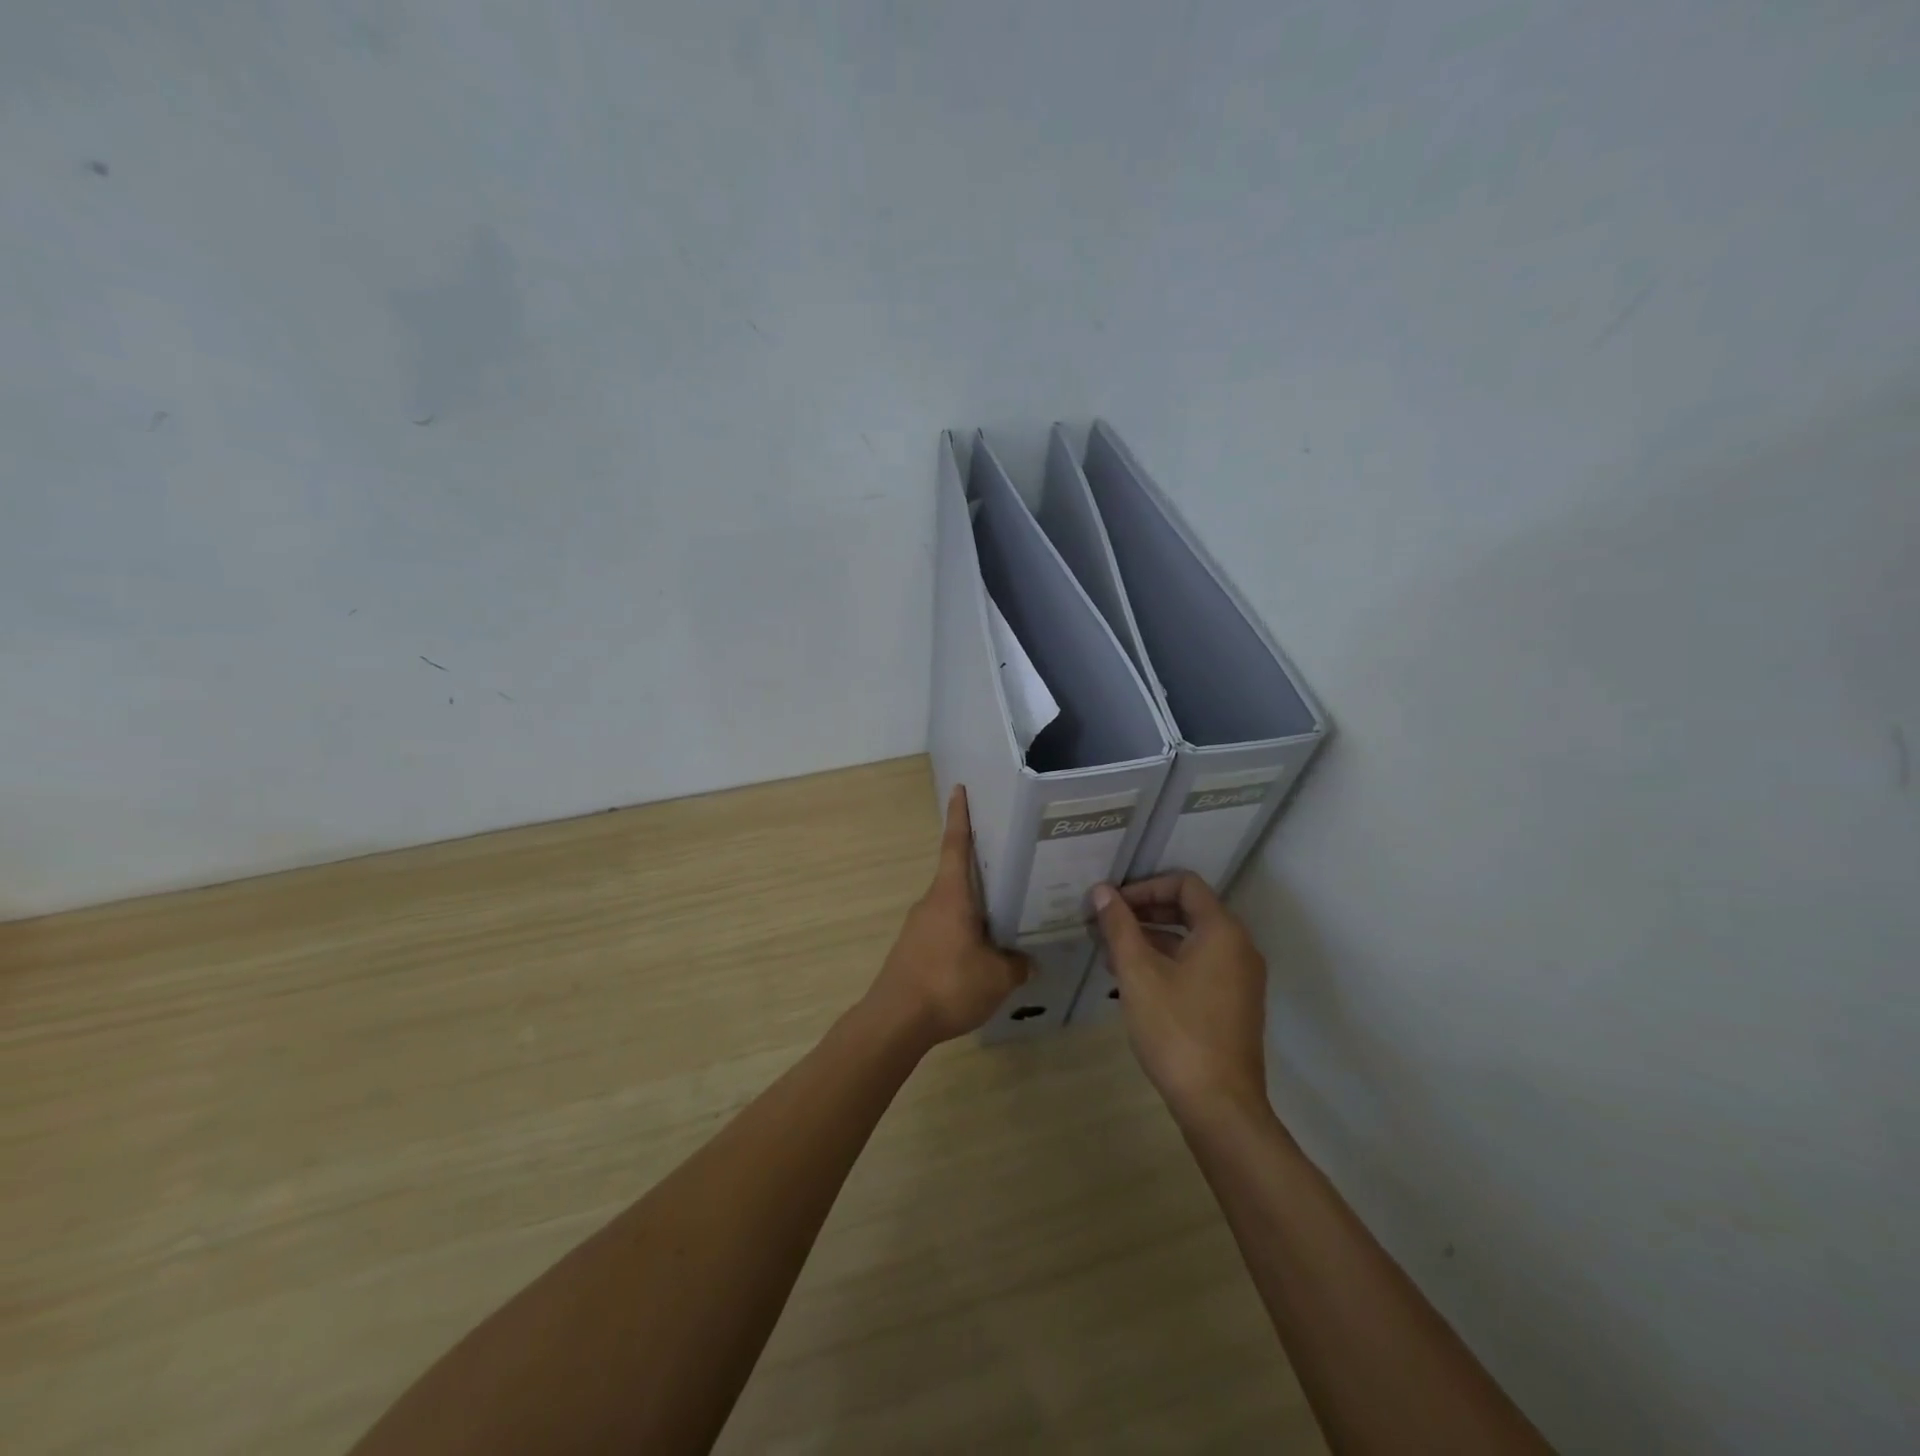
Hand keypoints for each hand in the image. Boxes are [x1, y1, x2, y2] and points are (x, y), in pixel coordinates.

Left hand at [865, 786, 1028, 1048]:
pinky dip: (964, 932)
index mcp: (951, 895)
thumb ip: (1016, 964)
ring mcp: (919, 926)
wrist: (895, 1021)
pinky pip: (945, 929)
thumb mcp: (997, 977)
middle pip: (958, 875)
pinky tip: (982, 954)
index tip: (960, 790)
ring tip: (1006, 918)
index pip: (956, 844)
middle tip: (1012, 865)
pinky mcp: (913, 949)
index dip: (960, 816)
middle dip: (982, 869)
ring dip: (975, 908)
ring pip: (953, 906)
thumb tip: (1027, 961)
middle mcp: (932, 902)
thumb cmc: (948, 984)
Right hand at [1092, 874, 1268, 1124]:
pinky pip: (1199, 965)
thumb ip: (1119, 926)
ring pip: (1192, 940)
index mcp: (1222, 931)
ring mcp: (1240, 978)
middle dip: (1144, 911)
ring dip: (1152, 938)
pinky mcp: (1234, 1004)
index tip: (1112, 904)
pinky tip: (1134, 981)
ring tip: (1111, 953)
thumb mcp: (1138, 973)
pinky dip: (1168, 962)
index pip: (1185, 884)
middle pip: (1189, 909)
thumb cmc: (1176, 1030)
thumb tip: (1102, 891)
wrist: (1219, 1105)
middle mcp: (1239, 947)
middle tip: (1106, 924)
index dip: (1144, 886)